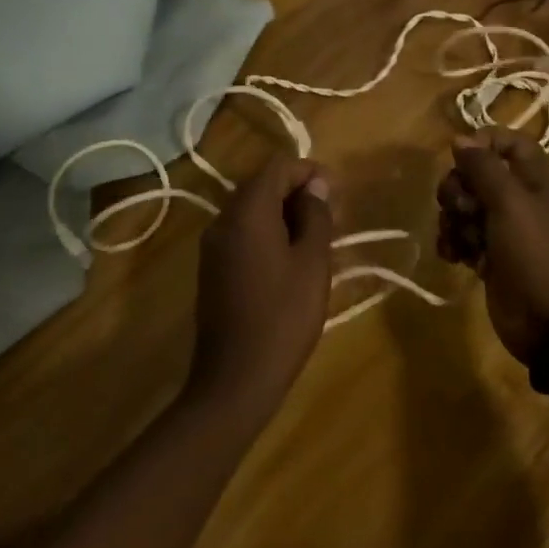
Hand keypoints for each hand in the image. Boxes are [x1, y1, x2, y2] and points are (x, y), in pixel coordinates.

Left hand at [189, 156, 333, 420]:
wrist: (236, 380)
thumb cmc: (283, 317)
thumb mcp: (312, 263)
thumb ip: (315, 216)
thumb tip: (315, 186)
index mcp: (247, 212)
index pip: (277, 167)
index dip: (309, 172)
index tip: (336, 193)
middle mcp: (223, 220)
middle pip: (261, 185)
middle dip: (297, 192)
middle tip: (331, 216)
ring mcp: (213, 246)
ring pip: (251, 211)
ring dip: (284, 214)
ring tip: (317, 238)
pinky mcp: (212, 269)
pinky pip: (242, 234)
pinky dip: (268, 233)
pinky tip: (291, 259)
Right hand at [437, 127, 548, 362]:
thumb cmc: (536, 253)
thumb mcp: (510, 203)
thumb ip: (484, 168)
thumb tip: (460, 138)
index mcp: (534, 181)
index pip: (511, 143)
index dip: (486, 142)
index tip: (461, 154)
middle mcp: (518, 201)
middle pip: (478, 176)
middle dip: (458, 187)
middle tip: (460, 206)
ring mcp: (503, 232)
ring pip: (465, 208)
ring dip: (453, 219)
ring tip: (459, 239)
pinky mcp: (490, 259)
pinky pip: (462, 239)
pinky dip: (453, 244)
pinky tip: (453, 256)